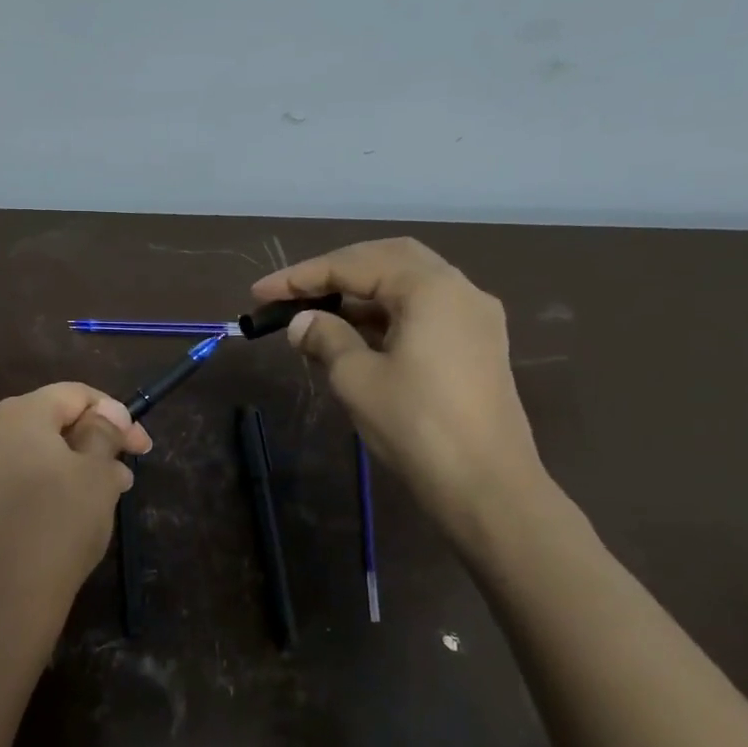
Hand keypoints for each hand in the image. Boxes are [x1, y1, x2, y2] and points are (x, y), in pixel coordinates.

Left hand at [0, 383, 152, 696]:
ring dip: (60, 473)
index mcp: (14, 417)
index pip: (71, 394)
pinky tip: (48, 533)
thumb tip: (103, 415)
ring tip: (92, 508)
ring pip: (20, 461)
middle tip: (121, 479)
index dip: (114, 414)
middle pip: (42, 425)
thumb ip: (103, 436)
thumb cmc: (53, 534)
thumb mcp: (96, 479)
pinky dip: (29, 499)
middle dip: (87, 446)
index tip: (140, 449)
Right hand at [253, 238, 547, 537]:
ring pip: (408, 286)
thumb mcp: (357, 378)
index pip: (354, 265)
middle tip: (294, 293)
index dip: (301, 276)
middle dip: (335, 272)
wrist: (487, 486)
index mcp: (430, 288)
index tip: (260, 292)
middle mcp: (459, 290)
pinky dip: (385, 314)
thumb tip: (302, 322)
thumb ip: (325, 338)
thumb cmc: (416, 425)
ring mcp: (474, 318)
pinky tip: (355, 336)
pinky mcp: (477, 346)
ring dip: (360, 294)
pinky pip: (423, 311)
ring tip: (317, 316)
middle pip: (387, 260)